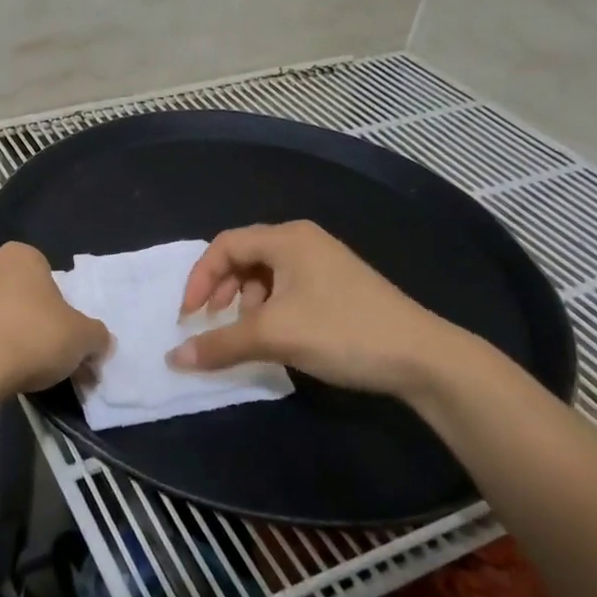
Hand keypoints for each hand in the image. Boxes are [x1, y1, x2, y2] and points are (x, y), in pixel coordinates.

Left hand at [0, 242, 111, 397]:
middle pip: (17, 293)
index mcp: (21, 256)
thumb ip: (96, 336)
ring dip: (3, 334)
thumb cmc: (33, 337)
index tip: (62, 333)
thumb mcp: (82, 338)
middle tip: (44, 354)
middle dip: (29, 318)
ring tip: (16, 370)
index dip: (58, 305)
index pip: (46, 274)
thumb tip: (100, 342)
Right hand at [167, 220, 481, 403]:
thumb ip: (220, 343)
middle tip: (214, 322)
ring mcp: (324, 262)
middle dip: (222, 290)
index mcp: (287, 238)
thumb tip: (173, 358)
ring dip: (247, 303)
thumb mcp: (274, 336)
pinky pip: (288, 288)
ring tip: (252, 334)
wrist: (423, 357)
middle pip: (244, 256)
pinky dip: (271, 309)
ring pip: (266, 274)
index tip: (190, 316)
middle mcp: (304, 241)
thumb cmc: (342, 332)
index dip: (200, 278)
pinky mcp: (338, 286)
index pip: (225, 245)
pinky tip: (280, 337)